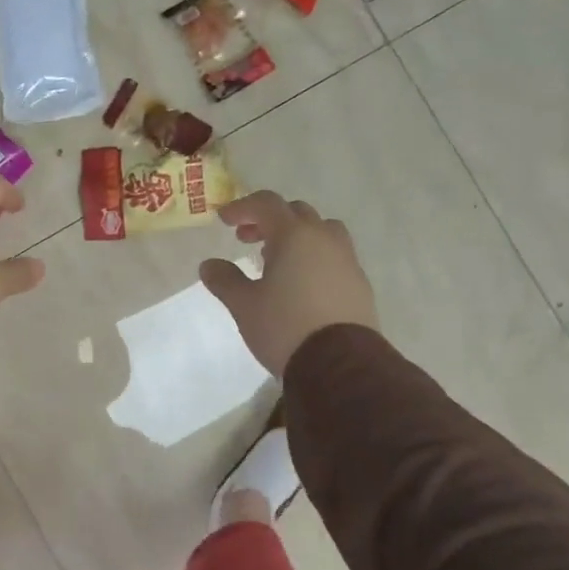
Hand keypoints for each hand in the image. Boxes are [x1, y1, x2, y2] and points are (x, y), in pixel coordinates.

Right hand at [199, 190, 376, 377]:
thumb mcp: (244, 305)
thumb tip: (209, 265)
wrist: (341, 365)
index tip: (224, 219)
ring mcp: (347, 260)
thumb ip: (224, 280)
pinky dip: (314, 256)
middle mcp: (325, 239)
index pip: (267, 204)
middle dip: (269, 220)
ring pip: (321, 231)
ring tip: (277, 259)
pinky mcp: (359, 284)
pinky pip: (334, 256)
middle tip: (247, 238)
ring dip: (296, 236)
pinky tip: (300, 283)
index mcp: (295, 236)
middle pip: (296, 213)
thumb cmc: (285, 326)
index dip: (242, 207)